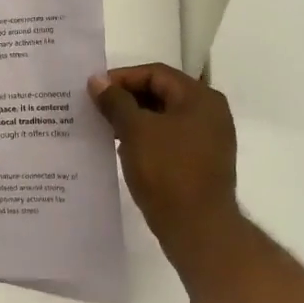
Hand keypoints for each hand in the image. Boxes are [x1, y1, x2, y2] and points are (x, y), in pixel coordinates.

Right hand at [88, 63, 237, 239]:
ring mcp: (209, 140)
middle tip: (96, 108)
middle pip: (161, 94)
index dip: (122, 78)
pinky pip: (169, 140)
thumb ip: (115, 101)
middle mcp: (210, 113)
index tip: (94, 90)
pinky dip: (146, 140)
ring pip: (164, 119)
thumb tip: (97, 81)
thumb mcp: (135, 131)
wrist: (198, 229)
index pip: (156, 74)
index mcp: (200, 98)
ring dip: (134, 121)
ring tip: (104, 129)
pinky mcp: (202, 163)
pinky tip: (123, 150)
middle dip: (127, 100)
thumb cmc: (168, 171)